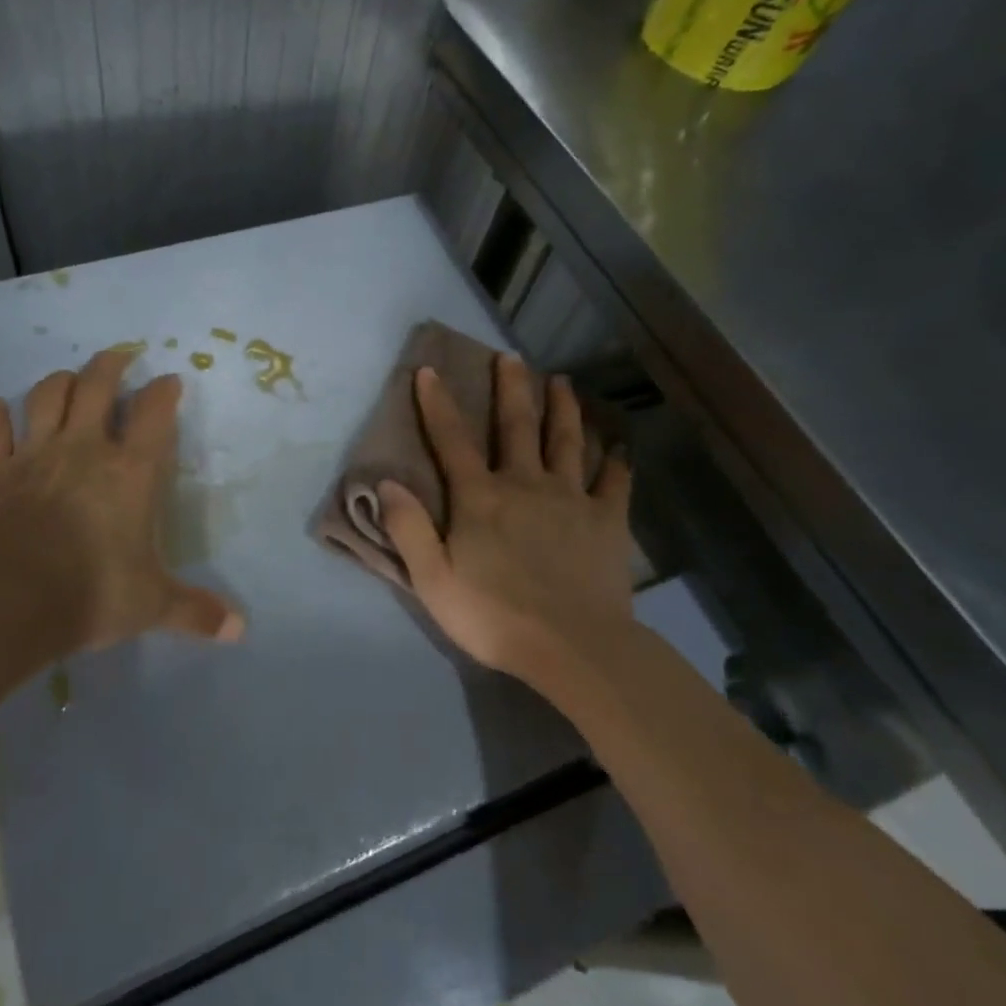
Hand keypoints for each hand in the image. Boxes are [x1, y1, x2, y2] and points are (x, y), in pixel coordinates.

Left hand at [0, 347, 245, 652]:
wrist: (13, 601)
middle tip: (119, 359)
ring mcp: (36, 454)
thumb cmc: (94, 593)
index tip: (170, 381)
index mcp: (131, 471)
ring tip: (68, 381)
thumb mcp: (153, 604)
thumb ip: (195, 611)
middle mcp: (85, 448)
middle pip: (97, 384)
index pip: (155, 413)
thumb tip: (240, 631)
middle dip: (111, 365)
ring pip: (47, 395)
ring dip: (60, 382)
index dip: (164, 391)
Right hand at [379, 353, 632, 696]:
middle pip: (516, 426)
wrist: (574, 648)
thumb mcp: (433, 580)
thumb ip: (408, 529)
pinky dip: (617, 460)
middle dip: (511, 388)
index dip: (437, 404)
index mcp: (481, 497)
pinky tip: (620, 445)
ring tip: (562, 381)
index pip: (452, 440)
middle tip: (511, 356)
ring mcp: (572, 498)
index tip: (429, 370)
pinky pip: (615, 481)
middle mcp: (525, 484)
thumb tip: (385, 483)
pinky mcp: (608, 520)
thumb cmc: (495, 616)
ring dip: (563, 408)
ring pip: (566, 441)